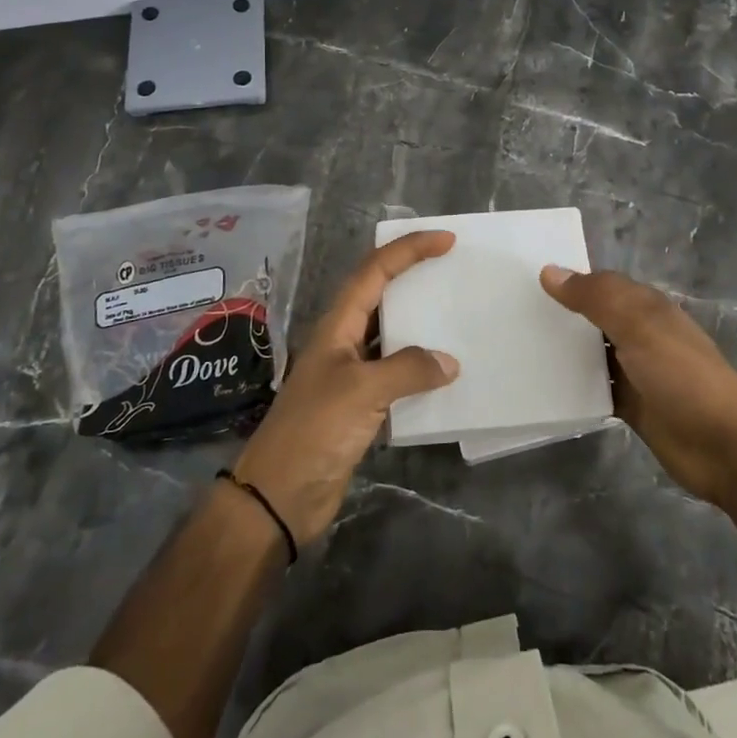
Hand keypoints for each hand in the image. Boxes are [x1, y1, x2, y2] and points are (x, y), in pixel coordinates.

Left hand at [234, 232, 459, 542]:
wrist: (279, 496)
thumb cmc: (314, 431)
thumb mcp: (362, 391)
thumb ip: (408, 369)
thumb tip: (449, 363)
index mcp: (337, 325)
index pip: (374, 271)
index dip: (409, 250)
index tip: (447, 241)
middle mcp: (343, 341)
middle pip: (381, 294)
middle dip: (414, 275)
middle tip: (454, 268)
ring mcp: (351, 374)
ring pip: (390, 334)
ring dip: (420, 323)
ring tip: (457, 314)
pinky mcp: (360, 406)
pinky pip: (396, 373)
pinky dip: (420, 367)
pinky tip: (446, 374)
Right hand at [539, 266, 736, 507]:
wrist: (724, 446)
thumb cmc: (682, 375)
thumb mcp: (638, 326)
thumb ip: (595, 298)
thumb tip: (550, 271)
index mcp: (646, 307)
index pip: (600, 284)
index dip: (568, 280)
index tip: (523, 280)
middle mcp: (640, 334)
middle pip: (593, 318)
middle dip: (560, 315)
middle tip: (509, 314)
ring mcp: (636, 372)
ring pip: (591, 354)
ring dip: (563, 352)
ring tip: (516, 348)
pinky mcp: (632, 406)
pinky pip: (595, 389)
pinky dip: (573, 387)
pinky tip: (541, 387)